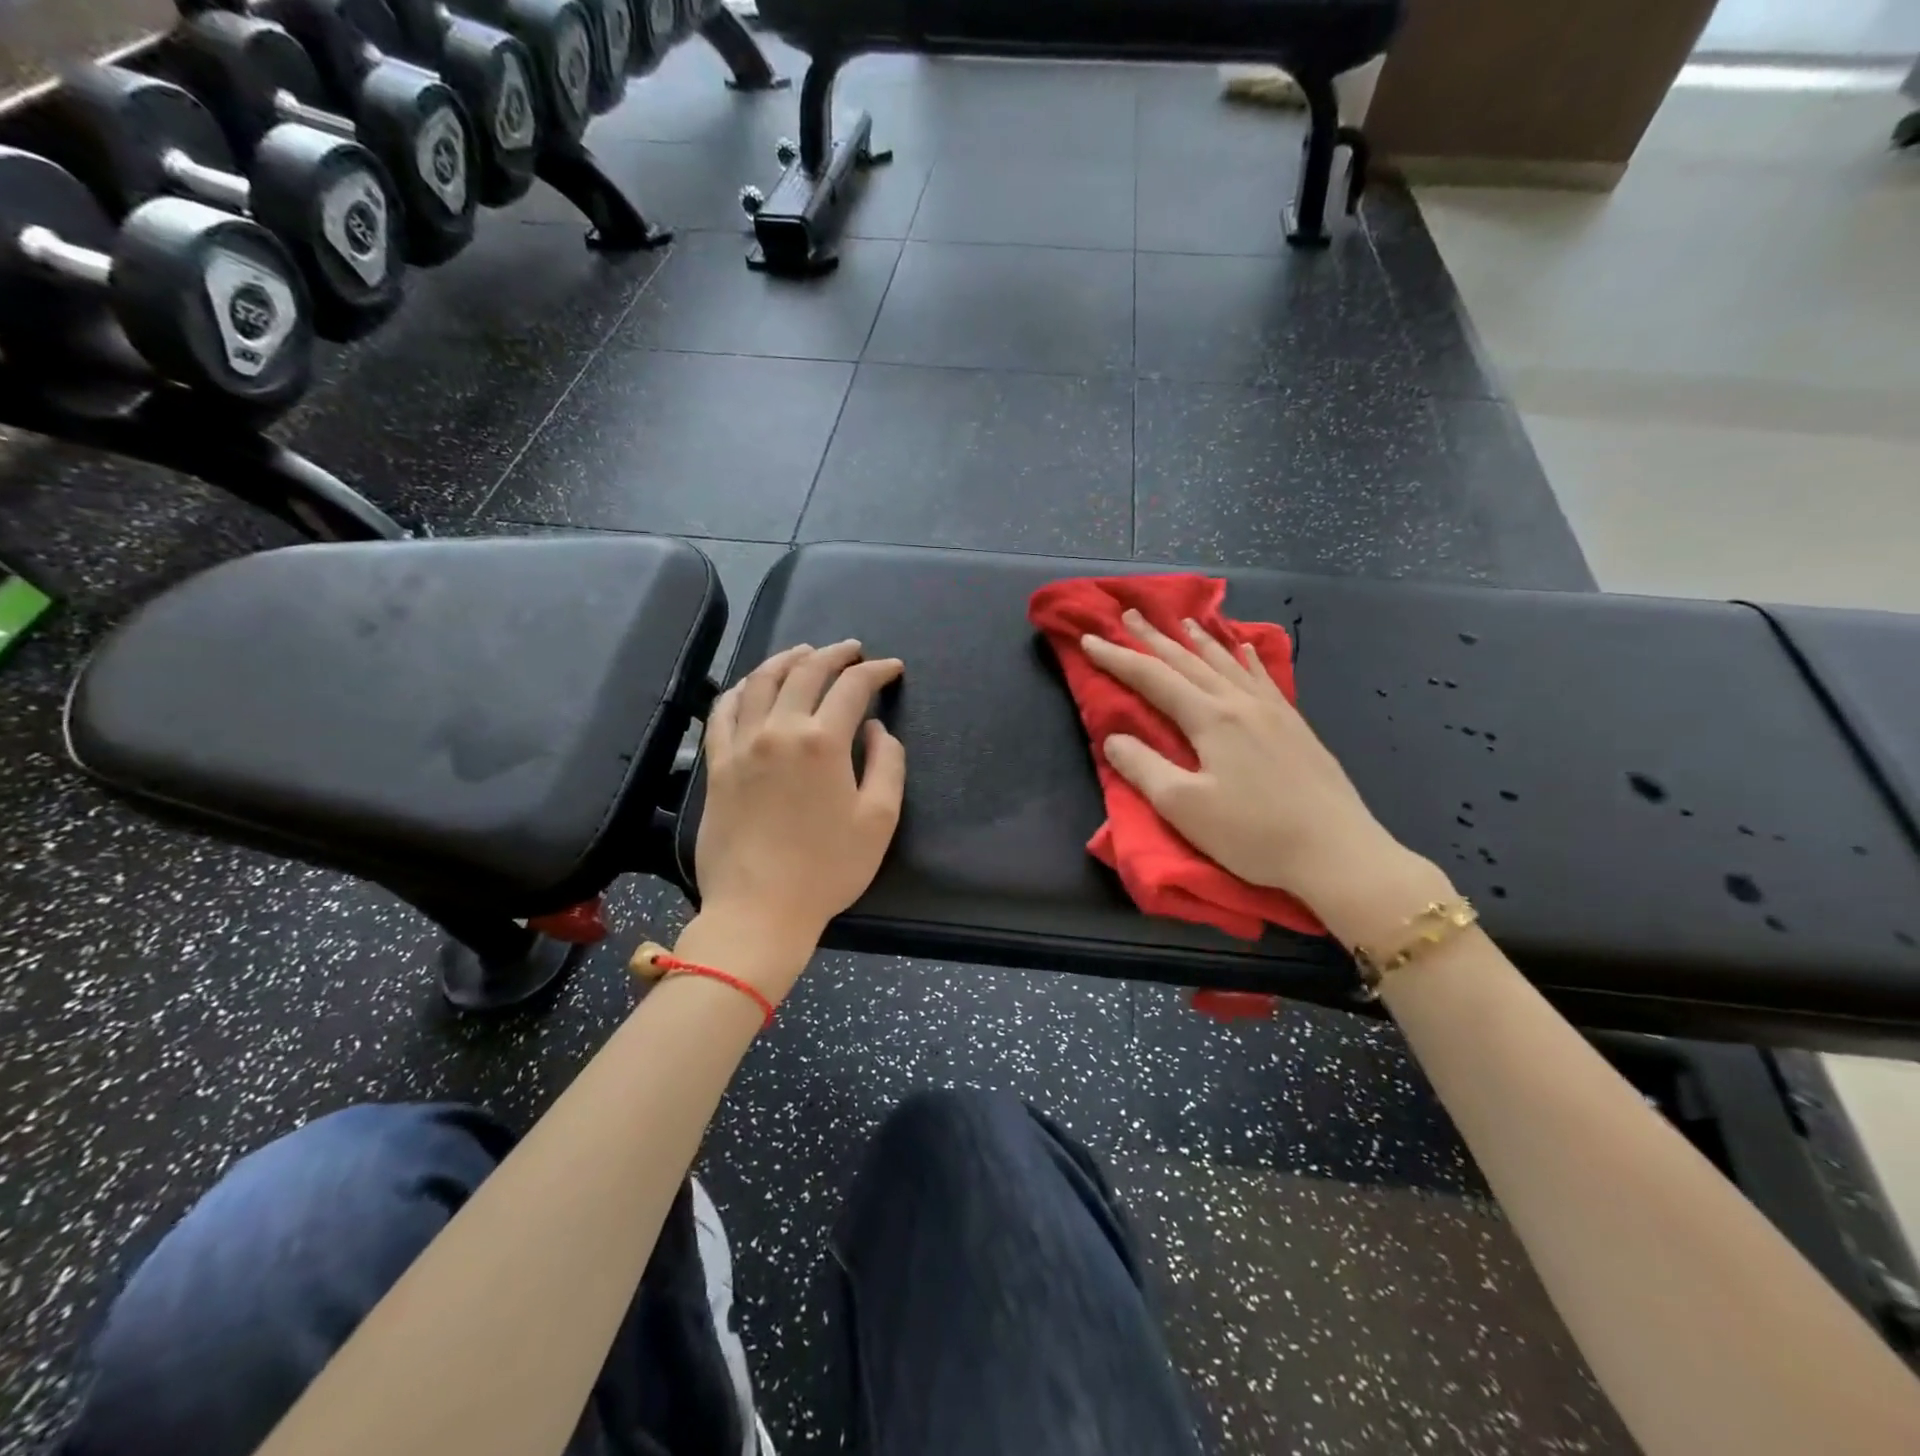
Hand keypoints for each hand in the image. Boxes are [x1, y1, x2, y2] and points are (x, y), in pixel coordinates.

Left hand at [695, 641, 905, 950]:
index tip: (892, 668)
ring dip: (787, 659)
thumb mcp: (879, 819)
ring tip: (805, 653)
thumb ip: (887, 764)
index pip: (853, 686)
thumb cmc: (828, 869)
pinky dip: (742, 688)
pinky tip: (752, 685)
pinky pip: (724, 710)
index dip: (877, 670)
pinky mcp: (717, 764)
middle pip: (806, 672)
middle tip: (853, 650)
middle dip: (835, 654)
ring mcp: (741, 744)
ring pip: (761, 681)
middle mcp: (779, 730)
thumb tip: (875, 729)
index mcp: (823, 742)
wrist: (759, 910)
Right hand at [1081, 611, 1441, 935]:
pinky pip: (1262, 678)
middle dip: (1154, 638)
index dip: (1118, 659)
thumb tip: (1113, 738)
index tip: (1089, 640)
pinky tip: (1243, 649)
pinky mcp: (1295, 726)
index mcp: (1210, 718)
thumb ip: (1143, 768)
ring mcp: (1272, 711)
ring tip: (1182, 621)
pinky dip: (1245, 659)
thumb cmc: (1253, 833)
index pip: (1153, 679)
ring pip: (1226, 663)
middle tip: (1129, 614)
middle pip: (1188, 661)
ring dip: (1198, 641)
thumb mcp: (1183, 807)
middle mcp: (1240, 703)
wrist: (1337, 851)